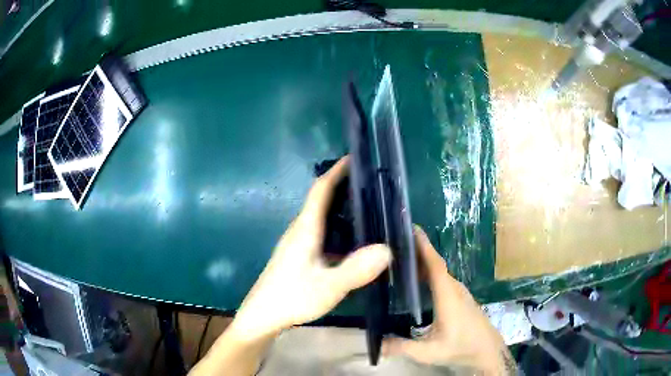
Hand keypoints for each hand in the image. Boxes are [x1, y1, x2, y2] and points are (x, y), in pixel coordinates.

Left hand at [228, 156, 391, 341]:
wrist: (263, 316)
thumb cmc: (291, 298)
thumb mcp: (327, 287)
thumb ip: (355, 270)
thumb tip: (388, 249)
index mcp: (306, 228)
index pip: (321, 189)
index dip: (337, 171)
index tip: (356, 158)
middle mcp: (301, 230)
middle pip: (323, 200)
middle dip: (345, 186)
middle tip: (375, 185)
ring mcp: (299, 243)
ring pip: (323, 217)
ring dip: (343, 207)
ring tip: (371, 208)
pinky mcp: (300, 256)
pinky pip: (324, 232)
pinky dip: (340, 227)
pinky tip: (355, 240)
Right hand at [382, 226, 513, 373]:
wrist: (487, 351)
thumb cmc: (461, 348)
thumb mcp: (428, 352)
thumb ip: (401, 347)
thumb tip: (375, 343)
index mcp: (447, 296)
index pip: (435, 264)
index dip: (423, 245)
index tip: (410, 228)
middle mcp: (454, 289)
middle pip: (435, 264)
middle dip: (417, 250)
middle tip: (394, 243)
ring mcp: (459, 293)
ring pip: (440, 272)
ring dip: (423, 262)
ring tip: (401, 259)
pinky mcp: (461, 298)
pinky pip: (443, 279)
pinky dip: (429, 273)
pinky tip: (417, 281)